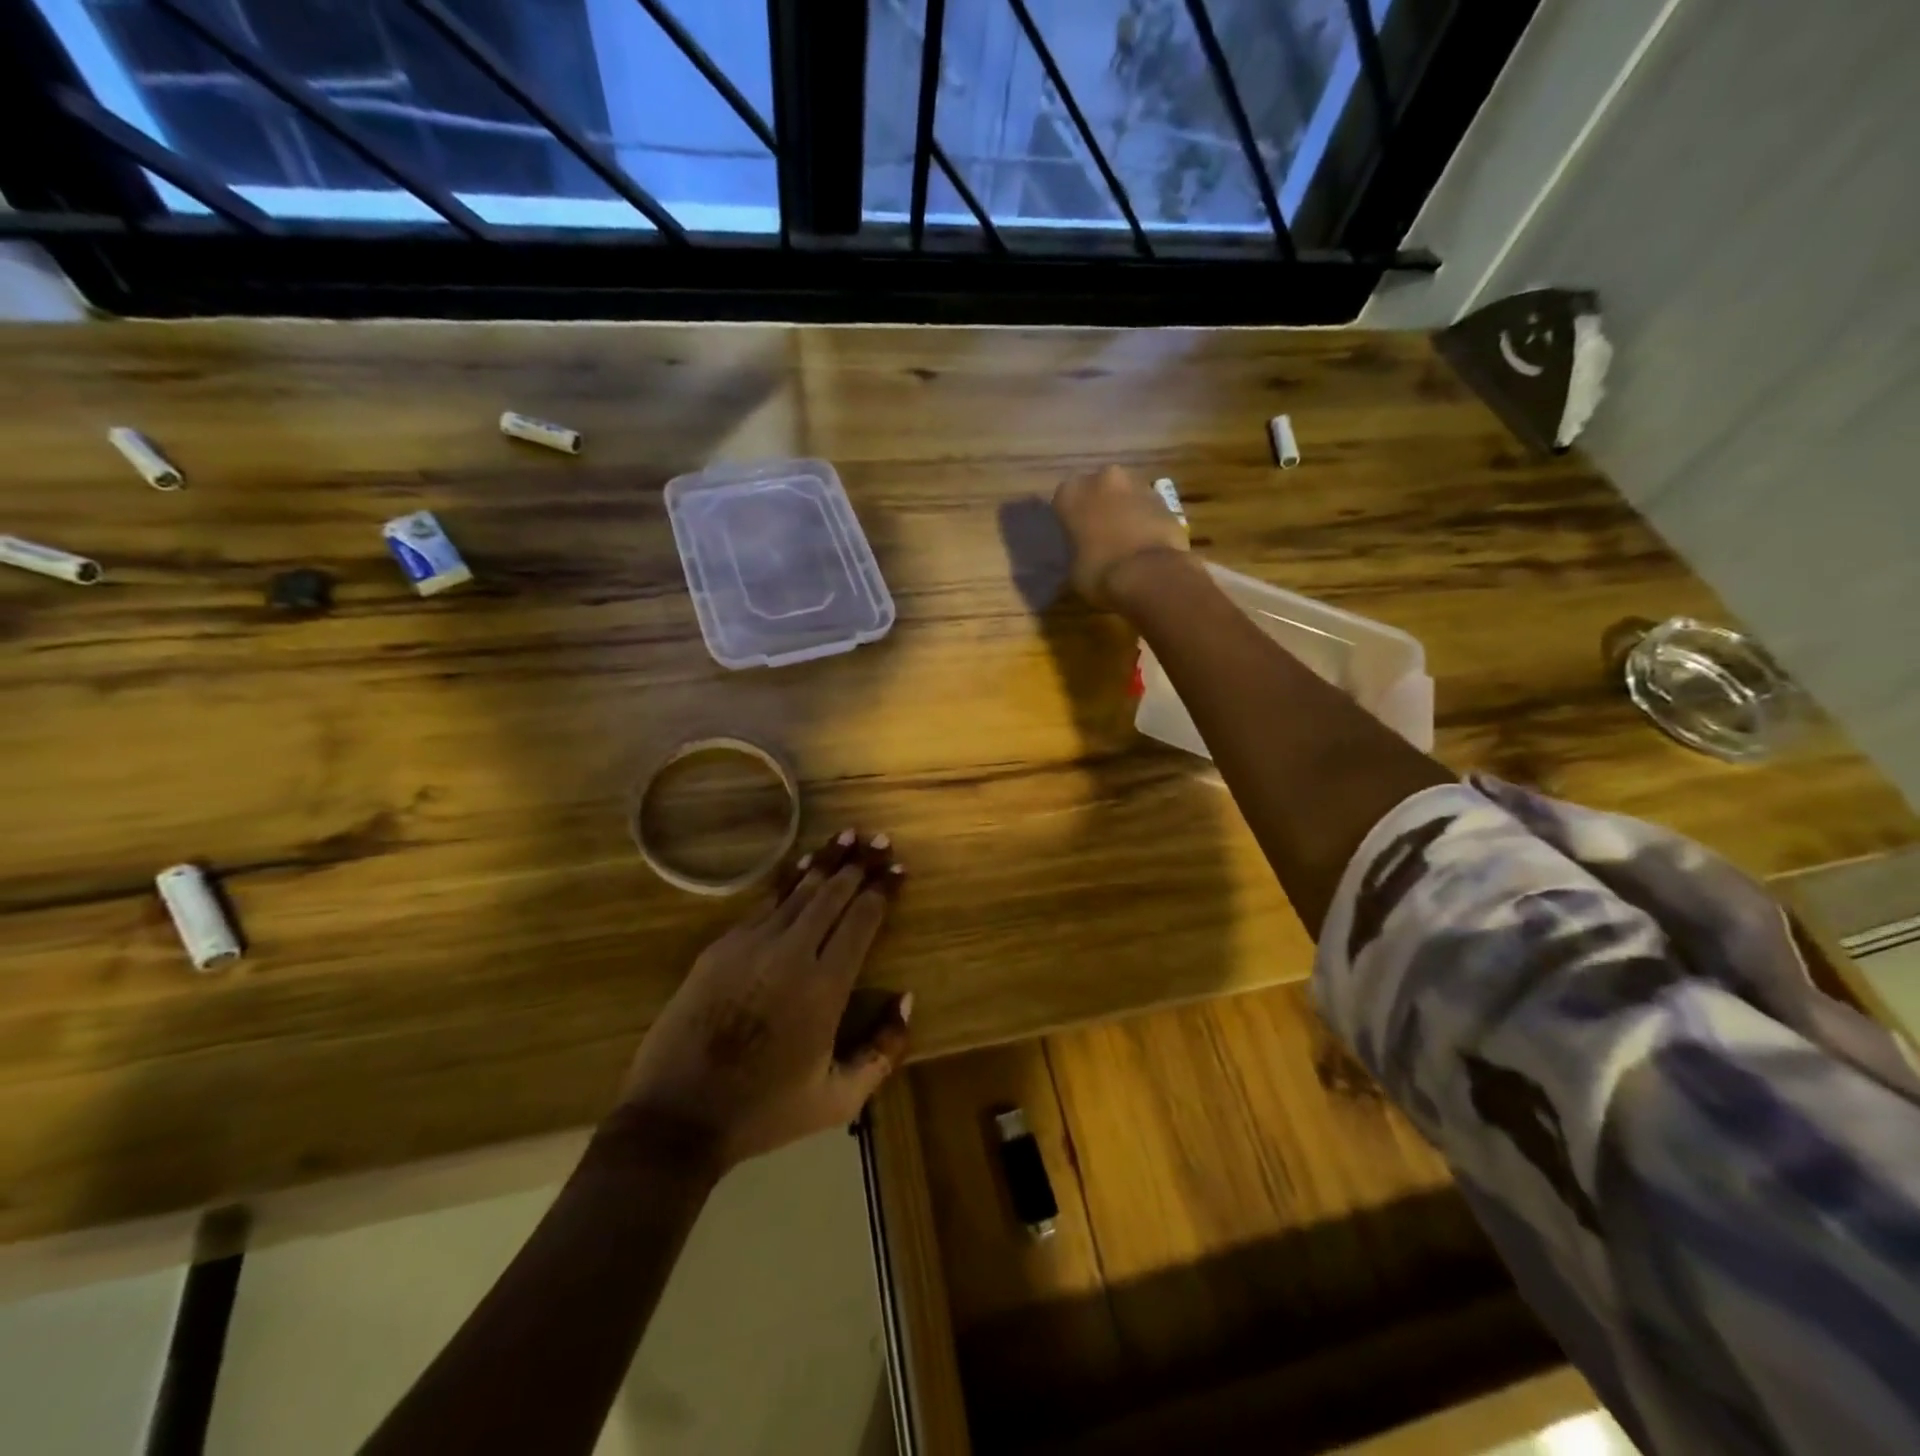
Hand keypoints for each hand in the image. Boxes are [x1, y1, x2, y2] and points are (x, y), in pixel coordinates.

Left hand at [617, 829, 911, 1172]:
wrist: (677, 1117)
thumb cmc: (764, 1112)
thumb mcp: (838, 1100)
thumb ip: (882, 1051)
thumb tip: (906, 1000)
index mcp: (824, 986)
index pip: (862, 920)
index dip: (882, 891)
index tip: (899, 871)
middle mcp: (791, 953)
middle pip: (832, 893)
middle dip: (860, 863)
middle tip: (881, 840)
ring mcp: (750, 945)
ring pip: (798, 889)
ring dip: (826, 860)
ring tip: (848, 836)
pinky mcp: (720, 947)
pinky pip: (764, 903)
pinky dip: (788, 881)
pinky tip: (800, 867)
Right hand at [1050, 465, 1189, 608]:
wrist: (1150, 574)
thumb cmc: (1099, 573)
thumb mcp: (1072, 573)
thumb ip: (1073, 557)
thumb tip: (1077, 563)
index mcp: (1071, 492)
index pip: (1063, 501)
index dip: (1069, 521)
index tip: (1073, 539)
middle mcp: (1103, 478)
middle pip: (1097, 490)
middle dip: (1098, 508)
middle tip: (1099, 537)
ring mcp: (1138, 484)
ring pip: (1125, 496)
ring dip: (1124, 512)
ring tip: (1124, 542)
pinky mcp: (1166, 499)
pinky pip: (1148, 508)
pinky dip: (1145, 521)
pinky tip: (1145, 545)